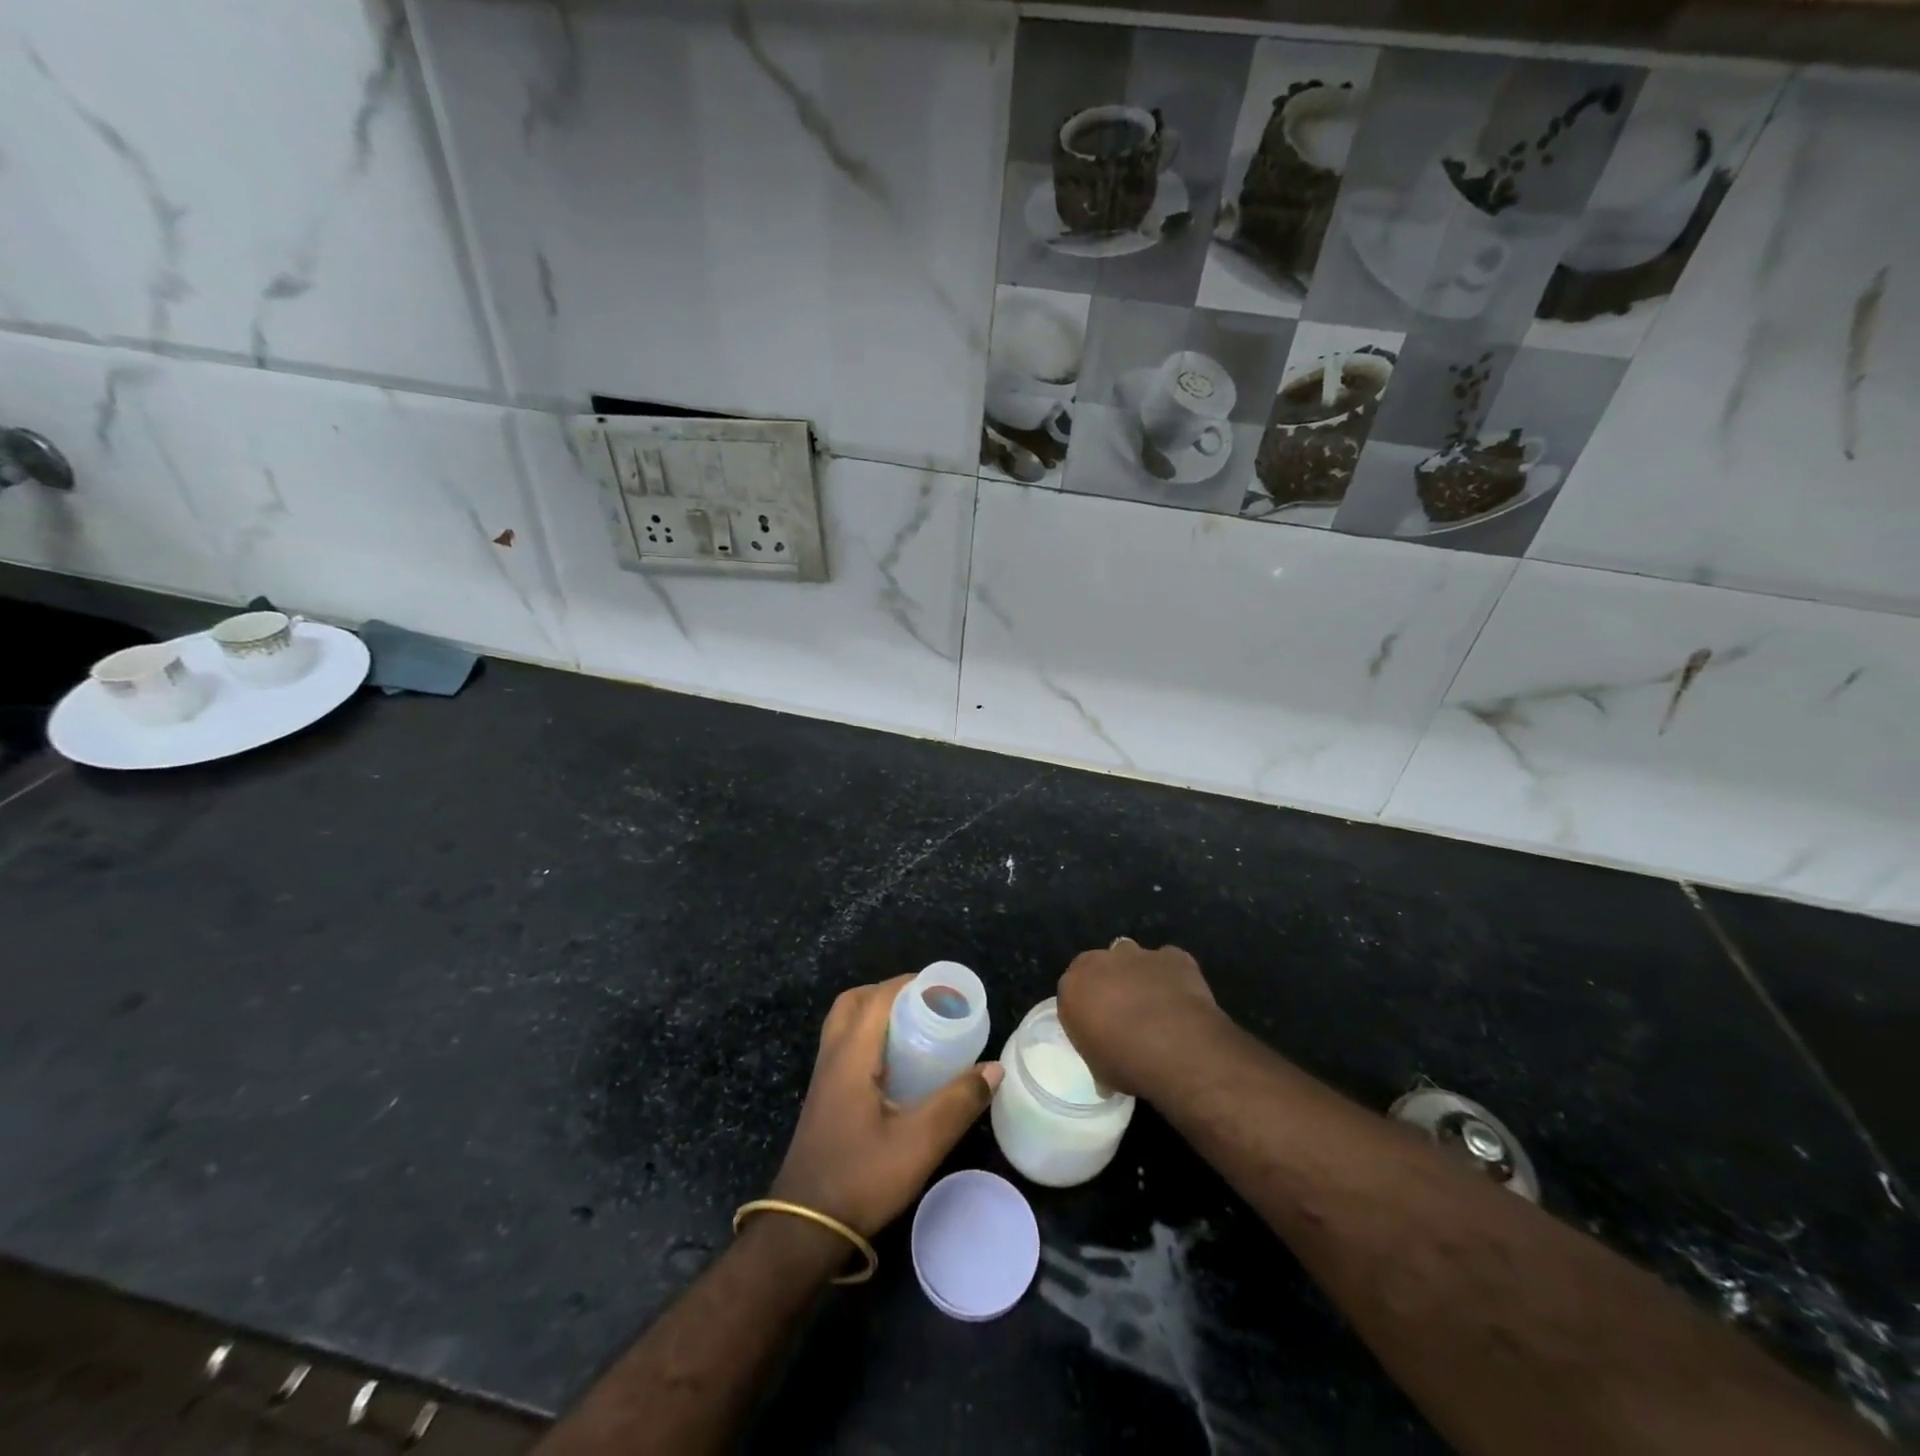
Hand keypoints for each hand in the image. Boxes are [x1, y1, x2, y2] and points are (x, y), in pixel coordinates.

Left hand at [769, 976, 1001, 1237]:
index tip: (943, 988)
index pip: (877, 998)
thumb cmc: (861, 1178)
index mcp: (851, 1055)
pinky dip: (869, 1040)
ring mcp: (823, 1080)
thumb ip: (958, 1103)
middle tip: (924, 1005)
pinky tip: (897, 1068)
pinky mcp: (824, 1101)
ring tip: (915, 1030)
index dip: (909, 984)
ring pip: (845, 1026)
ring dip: (876, 1015)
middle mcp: (832, 1058)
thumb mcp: (920, 1143)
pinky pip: (844, 1049)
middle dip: (888, 993)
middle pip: (853, 1003)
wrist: (804, 1230)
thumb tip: (994, 1068)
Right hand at [1057, 939, 1220, 1096]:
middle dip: (1110, 983)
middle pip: (1101, 966)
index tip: (1098, 1024)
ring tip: (1155, 1005)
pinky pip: (1169, 964)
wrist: (1178, 1050)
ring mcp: (1139, 954)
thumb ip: (1096, 1052)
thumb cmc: (1127, 1063)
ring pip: (1133, 958)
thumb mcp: (1098, 1069)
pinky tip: (1182, 1001)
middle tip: (1125, 1013)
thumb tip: (1105, 1070)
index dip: (1087, 1005)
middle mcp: (1102, 961)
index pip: (1073, 988)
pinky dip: (1172, 977)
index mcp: (1074, 985)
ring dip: (1138, 975)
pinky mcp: (1173, 956)